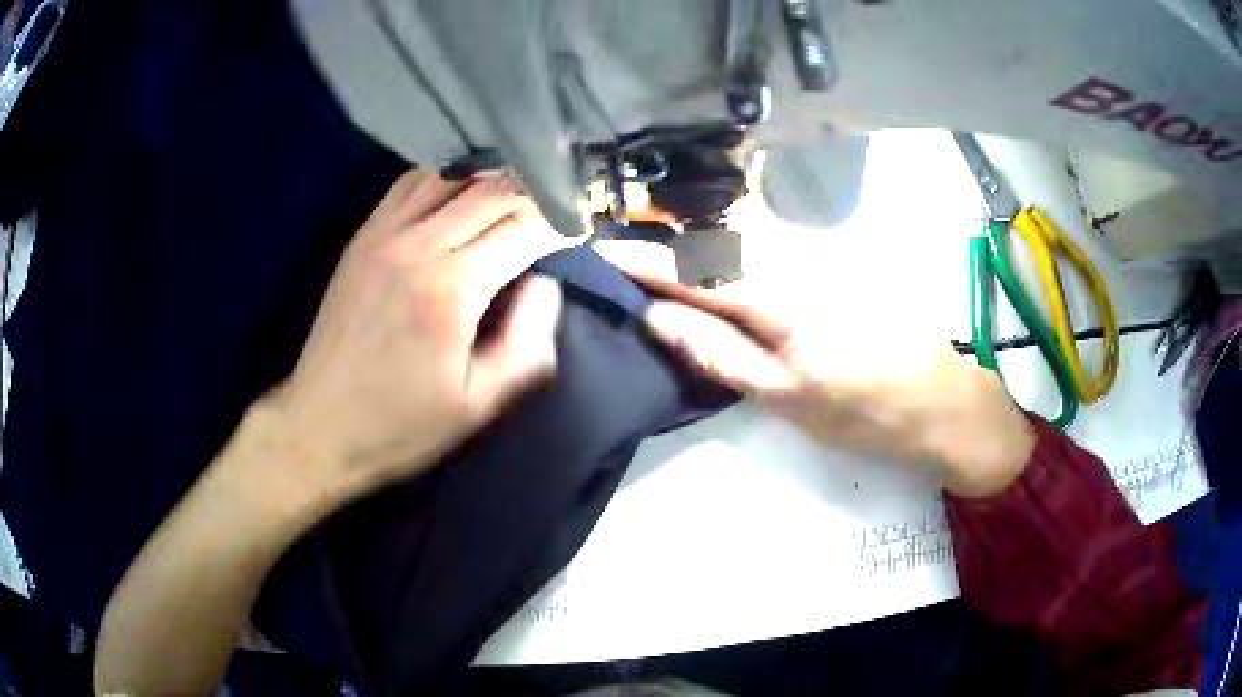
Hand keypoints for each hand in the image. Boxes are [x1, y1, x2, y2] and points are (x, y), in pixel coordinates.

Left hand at [261, 170, 571, 505]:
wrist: (320, 424)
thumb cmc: (402, 424)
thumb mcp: (478, 404)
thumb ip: (526, 344)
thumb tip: (547, 284)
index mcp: (451, 288)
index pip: (523, 228)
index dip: (560, 224)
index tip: (582, 228)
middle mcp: (417, 246)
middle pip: (492, 190)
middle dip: (535, 194)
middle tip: (558, 209)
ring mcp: (384, 234)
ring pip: (452, 175)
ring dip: (491, 179)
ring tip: (515, 196)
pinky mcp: (363, 236)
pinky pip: (411, 183)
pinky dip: (445, 177)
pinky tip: (459, 194)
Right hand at [630, 273, 1035, 497]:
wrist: (942, 402)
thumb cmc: (865, 412)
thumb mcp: (786, 397)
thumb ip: (720, 353)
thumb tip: (659, 319)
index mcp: (782, 296)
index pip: (695, 270)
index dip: (645, 263)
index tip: (600, 253)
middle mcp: (797, 261)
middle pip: (714, 243)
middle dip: (663, 245)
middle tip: (619, 257)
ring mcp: (819, 258)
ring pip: (741, 242)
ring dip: (694, 247)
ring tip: (654, 261)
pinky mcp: (833, 265)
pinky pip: (768, 251)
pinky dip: (730, 255)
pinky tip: (714, 267)